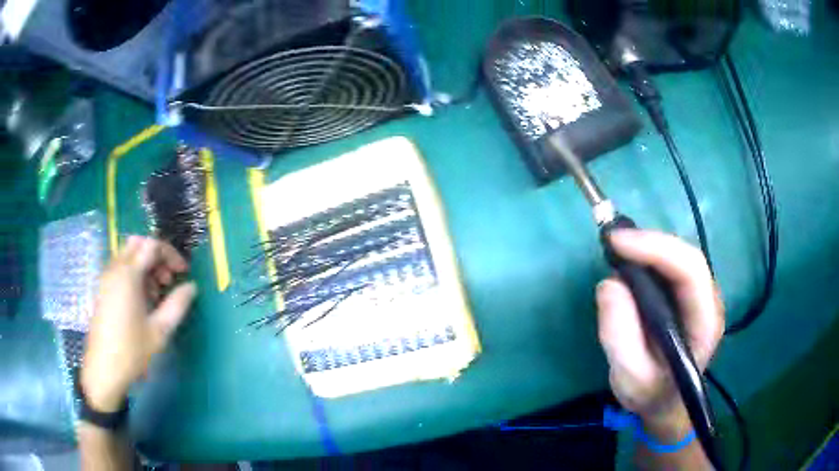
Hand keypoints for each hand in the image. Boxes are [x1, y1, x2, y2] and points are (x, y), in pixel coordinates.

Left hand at [82, 236, 196, 411]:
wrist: (104, 369)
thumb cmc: (132, 350)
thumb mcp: (160, 331)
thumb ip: (177, 304)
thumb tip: (191, 287)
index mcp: (129, 274)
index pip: (152, 245)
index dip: (171, 254)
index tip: (183, 273)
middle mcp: (115, 268)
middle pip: (138, 243)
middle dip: (157, 256)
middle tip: (168, 279)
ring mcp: (106, 277)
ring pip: (128, 254)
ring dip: (145, 265)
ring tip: (156, 293)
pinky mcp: (103, 288)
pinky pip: (120, 267)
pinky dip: (134, 273)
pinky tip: (142, 300)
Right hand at [596, 230, 723, 427]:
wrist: (666, 403)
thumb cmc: (651, 395)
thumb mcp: (630, 378)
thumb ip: (621, 337)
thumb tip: (610, 284)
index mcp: (705, 323)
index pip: (691, 271)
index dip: (656, 249)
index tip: (617, 244)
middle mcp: (709, 301)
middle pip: (686, 257)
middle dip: (649, 243)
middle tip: (611, 242)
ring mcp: (700, 296)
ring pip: (678, 256)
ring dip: (648, 248)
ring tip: (616, 251)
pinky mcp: (688, 295)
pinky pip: (670, 266)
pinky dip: (648, 258)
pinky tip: (629, 263)